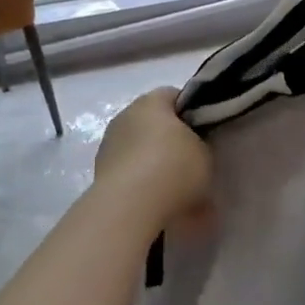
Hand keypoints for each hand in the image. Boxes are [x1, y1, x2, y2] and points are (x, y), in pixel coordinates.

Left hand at [94, 88, 210, 233]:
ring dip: (154, 162)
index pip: (175, 96)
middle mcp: (125, 116)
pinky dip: (141, 182)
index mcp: (151, 101)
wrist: (130, 208)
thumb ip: (201, 144)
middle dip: (171, 139)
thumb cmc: (174, 169)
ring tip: (175, 188)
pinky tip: (157, 201)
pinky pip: (129, 172)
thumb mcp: (205, 153)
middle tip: (192, 160)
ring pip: (139, 148)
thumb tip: (194, 149)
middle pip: (154, 122)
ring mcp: (108, 145)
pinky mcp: (99, 174)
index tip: (206, 133)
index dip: (193, 112)